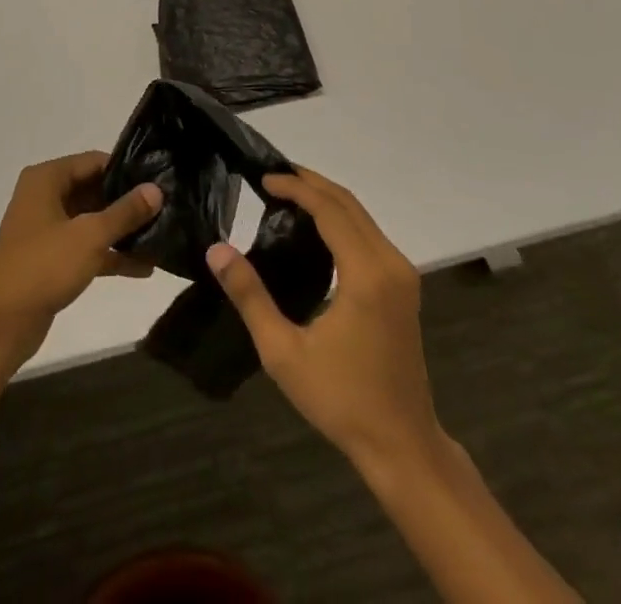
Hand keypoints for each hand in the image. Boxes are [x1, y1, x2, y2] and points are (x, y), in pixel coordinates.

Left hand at [0, 151, 161, 373]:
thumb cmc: (43, 266)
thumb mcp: (89, 235)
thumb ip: (125, 212)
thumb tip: (156, 189)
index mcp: (47, 179)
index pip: (94, 161)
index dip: (126, 170)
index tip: (160, 180)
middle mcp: (45, 197)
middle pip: (94, 190)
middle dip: (127, 202)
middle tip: (166, 208)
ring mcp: (47, 229)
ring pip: (92, 221)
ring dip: (122, 231)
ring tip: (163, 236)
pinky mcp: (51, 260)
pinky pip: (87, 248)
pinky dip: (110, 255)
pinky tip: (144, 267)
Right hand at [208, 167, 441, 476]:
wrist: (402, 445)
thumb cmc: (341, 399)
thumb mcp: (283, 352)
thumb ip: (250, 296)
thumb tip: (217, 250)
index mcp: (366, 273)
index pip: (330, 208)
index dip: (296, 186)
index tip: (263, 178)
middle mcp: (390, 263)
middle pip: (349, 203)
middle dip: (310, 182)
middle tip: (271, 176)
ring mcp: (401, 274)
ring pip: (362, 215)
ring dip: (326, 198)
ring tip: (286, 194)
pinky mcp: (403, 286)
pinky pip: (369, 234)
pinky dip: (341, 218)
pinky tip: (315, 226)